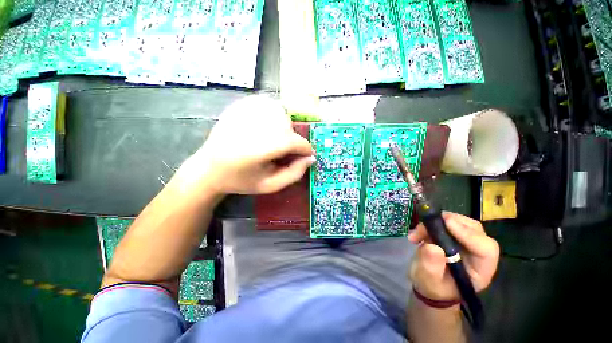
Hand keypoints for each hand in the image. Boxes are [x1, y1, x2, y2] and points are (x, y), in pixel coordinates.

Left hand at [181, 95, 314, 195]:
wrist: (209, 169)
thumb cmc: (241, 181)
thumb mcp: (270, 186)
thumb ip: (294, 174)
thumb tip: (310, 158)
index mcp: (255, 151)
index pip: (291, 142)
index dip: (304, 148)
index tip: (307, 155)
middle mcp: (249, 127)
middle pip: (286, 125)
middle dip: (293, 139)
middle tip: (287, 151)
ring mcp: (242, 113)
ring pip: (279, 111)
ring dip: (285, 126)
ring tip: (276, 139)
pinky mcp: (238, 106)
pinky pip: (267, 103)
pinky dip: (274, 113)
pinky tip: (268, 126)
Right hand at [407, 212, 498, 301]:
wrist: (427, 282)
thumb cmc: (431, 286)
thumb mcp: (428, 280)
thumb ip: (431, 266)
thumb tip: (433, 247)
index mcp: (479, 270)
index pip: (486, 249)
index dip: (469, 234)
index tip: (446, 224)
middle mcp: (478, 254)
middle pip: (475, 230)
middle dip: (451, 222)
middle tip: (427, 224)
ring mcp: (467, 242)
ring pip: (461, 222)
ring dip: (438, 222)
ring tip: (419, 232)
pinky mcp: (455, 235)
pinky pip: (448, 221)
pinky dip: (432, 222)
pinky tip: (418, 232)